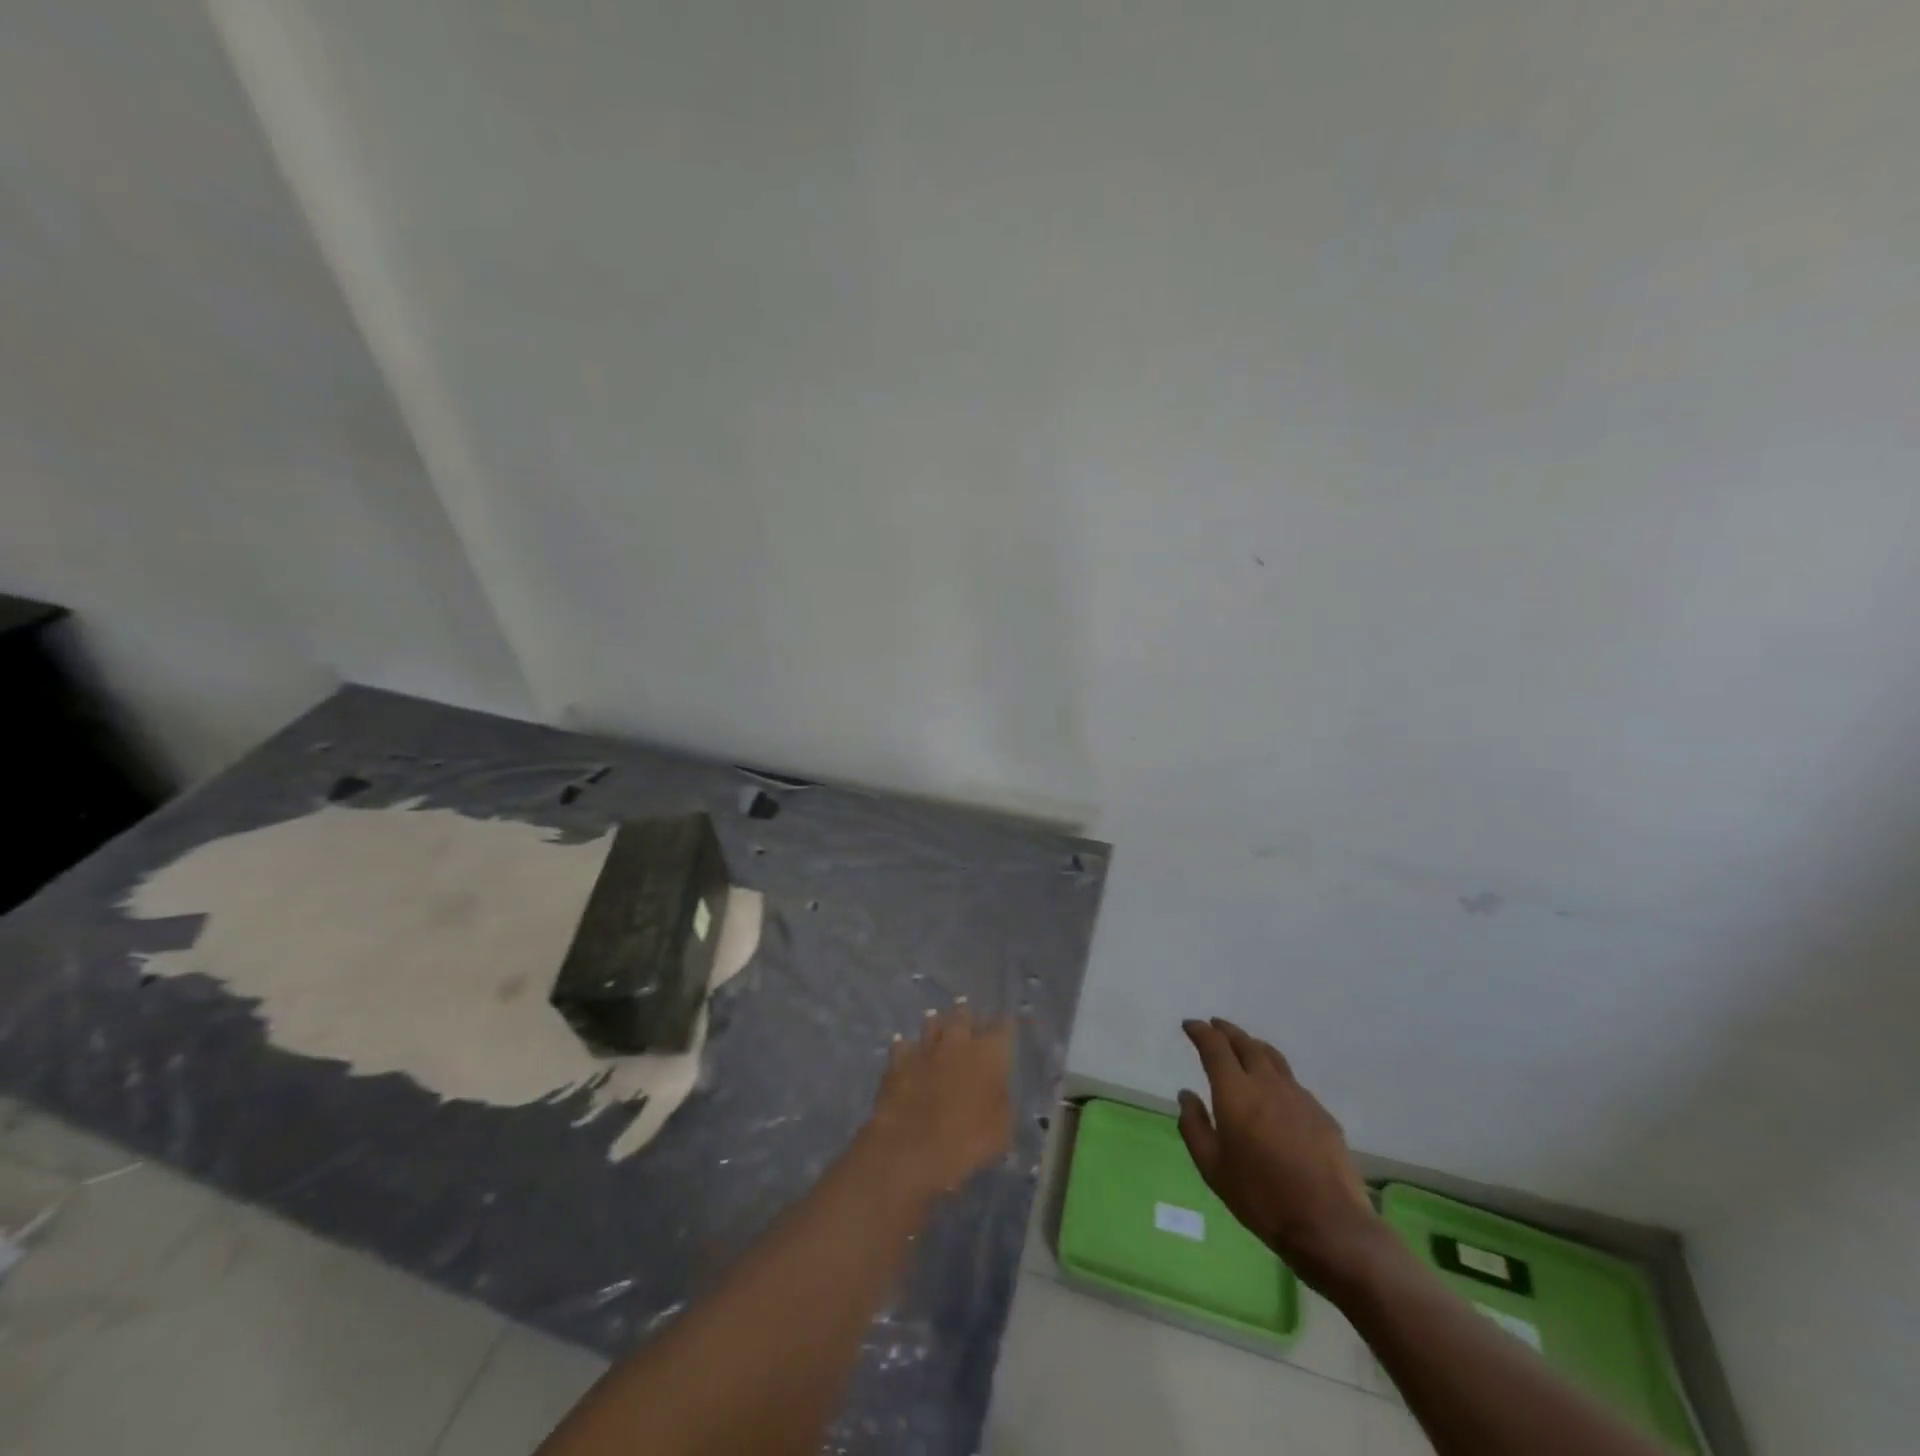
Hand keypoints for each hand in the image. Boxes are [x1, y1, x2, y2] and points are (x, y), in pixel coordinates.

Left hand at [865, 1003, 1012, 1202]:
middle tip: (969, 1030)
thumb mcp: (1002, 1129)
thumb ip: (1001, 1100)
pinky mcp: (897, 1061)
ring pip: (932, 1023)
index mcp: (988, 1053)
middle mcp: (957, 1041)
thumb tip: (997, 1089)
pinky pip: (904, 1046)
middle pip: (963, 1015)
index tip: (1005, 1031)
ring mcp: (924, 1048)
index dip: (1004, 1027)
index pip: (1003, 1027)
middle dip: (967, 1020)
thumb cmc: (967, 1142)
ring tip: (939, 1037)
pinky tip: (909, 1057)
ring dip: (937, 1029)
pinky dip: (908, 1050)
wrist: (911, 1150)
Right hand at [1177, 1017, 1378, 1288]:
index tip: (1190, 1026)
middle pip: (1245, 1044)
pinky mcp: (1321, 1114)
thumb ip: (1194, 1127)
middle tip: (1215, 1026)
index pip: (1215, 1047)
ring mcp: (1299, 1097)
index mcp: (1236, 1092)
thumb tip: (1186, 1095)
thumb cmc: (1261, 1197)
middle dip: (1227, 1031)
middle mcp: (1267, 1084)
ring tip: (1244, 1047)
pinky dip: (1276, 1075)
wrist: (1329, 1226)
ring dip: (1253, 1046)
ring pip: (1272, 1058)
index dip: (1200, 1031)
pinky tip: (1275, 1091)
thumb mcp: (1213, 1168)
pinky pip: (1292, 1082)